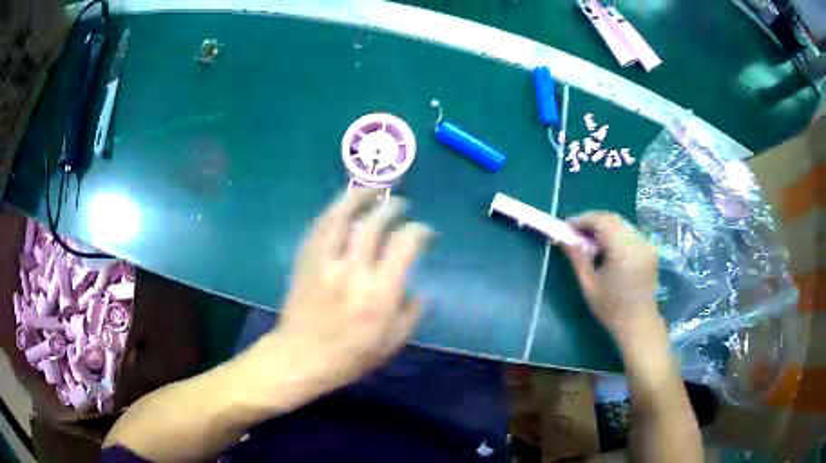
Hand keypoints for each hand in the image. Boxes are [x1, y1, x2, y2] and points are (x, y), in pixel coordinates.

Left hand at [261, 190, 433, 401]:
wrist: (300, 358)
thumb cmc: (349, 357)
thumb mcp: (392, 344)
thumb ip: (410, 314)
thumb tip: (418, 290)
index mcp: (379, 293)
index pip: (404, 245)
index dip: (419, 231)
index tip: (425, 233)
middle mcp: (353, 271)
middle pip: (373, 224)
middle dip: (391, 208)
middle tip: (401, 205)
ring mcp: (325, 262)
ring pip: (341, 217)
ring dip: (359, 197)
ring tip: (372, 189)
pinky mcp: (305, 261)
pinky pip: (319, 227)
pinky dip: (334, 212)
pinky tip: (343, 206)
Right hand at [561, 212, 660, 343]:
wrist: (639, 323)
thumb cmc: (611, 309)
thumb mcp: (589, 284)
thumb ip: (577, 257)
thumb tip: (563, 237)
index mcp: (623, 250)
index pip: (602, 221)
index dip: (583, 219)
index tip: (567, 226)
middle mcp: (638, 241)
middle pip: (612, 219)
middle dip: (593, 222)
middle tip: (576, 233)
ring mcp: (646, 244)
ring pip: (621, 224)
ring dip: (604, 227)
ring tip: (590, 242)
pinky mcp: (650, 249)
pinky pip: (629, 232)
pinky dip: (615, 234)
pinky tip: (606, 248)